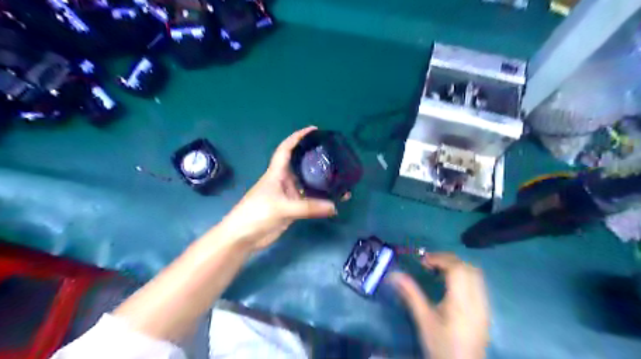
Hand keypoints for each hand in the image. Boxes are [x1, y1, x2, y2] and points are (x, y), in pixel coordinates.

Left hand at [222, 128, 340, 250]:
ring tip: (339, 178)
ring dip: (321, 182)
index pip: (286, 149)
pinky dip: (320, 201)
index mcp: (277, 172)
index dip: (297, 137)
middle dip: (315, 158)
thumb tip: (334, 206)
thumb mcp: (282, 207)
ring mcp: (288, 195)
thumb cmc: (256, 214)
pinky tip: (333, 201)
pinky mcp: (292, 209)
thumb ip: (308, 207)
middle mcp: (284, 180)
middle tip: (334, 154)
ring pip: (307, 184)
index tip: (313, 129)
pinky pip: (309, 201)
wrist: (243, 237)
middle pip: (301, 164)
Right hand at [388, 252, 488, 358]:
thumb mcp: (423, 320)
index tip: (422, 261)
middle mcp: (477, 300)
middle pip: (468, 268)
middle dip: (447, 260)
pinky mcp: (485, 310)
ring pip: (475, 274)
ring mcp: (484, 306)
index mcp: (462, 302)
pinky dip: (464, 275)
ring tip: (438, 270)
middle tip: (429, 263)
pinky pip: (478, 283)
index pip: (457, 269)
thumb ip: (411, 294)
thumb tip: (395, 274)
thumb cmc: (441, 346)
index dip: (440, 259)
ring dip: (456, 266)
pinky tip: (450, 284)